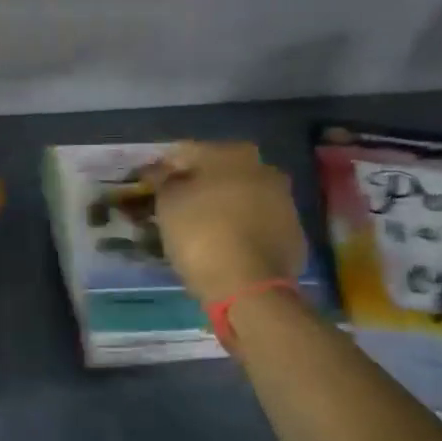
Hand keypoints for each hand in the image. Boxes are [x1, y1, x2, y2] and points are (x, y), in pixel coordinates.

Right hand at [149, 142, 305, 304]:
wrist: (249, 287)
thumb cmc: (201, 233)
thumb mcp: (168, 203)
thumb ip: (162, 180)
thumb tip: (158, 171)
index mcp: (233, 153)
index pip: (187, 153)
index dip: (163, 169)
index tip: (148, 186)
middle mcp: (265, 169)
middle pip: (219, 173)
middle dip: (196, 186)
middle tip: (173, 207)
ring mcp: (284, 202)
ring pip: (240, 198)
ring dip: (220, 207)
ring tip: (196, 229)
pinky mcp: (293, 234)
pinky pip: (256, 224)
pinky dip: (239, 229)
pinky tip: (222, 246)